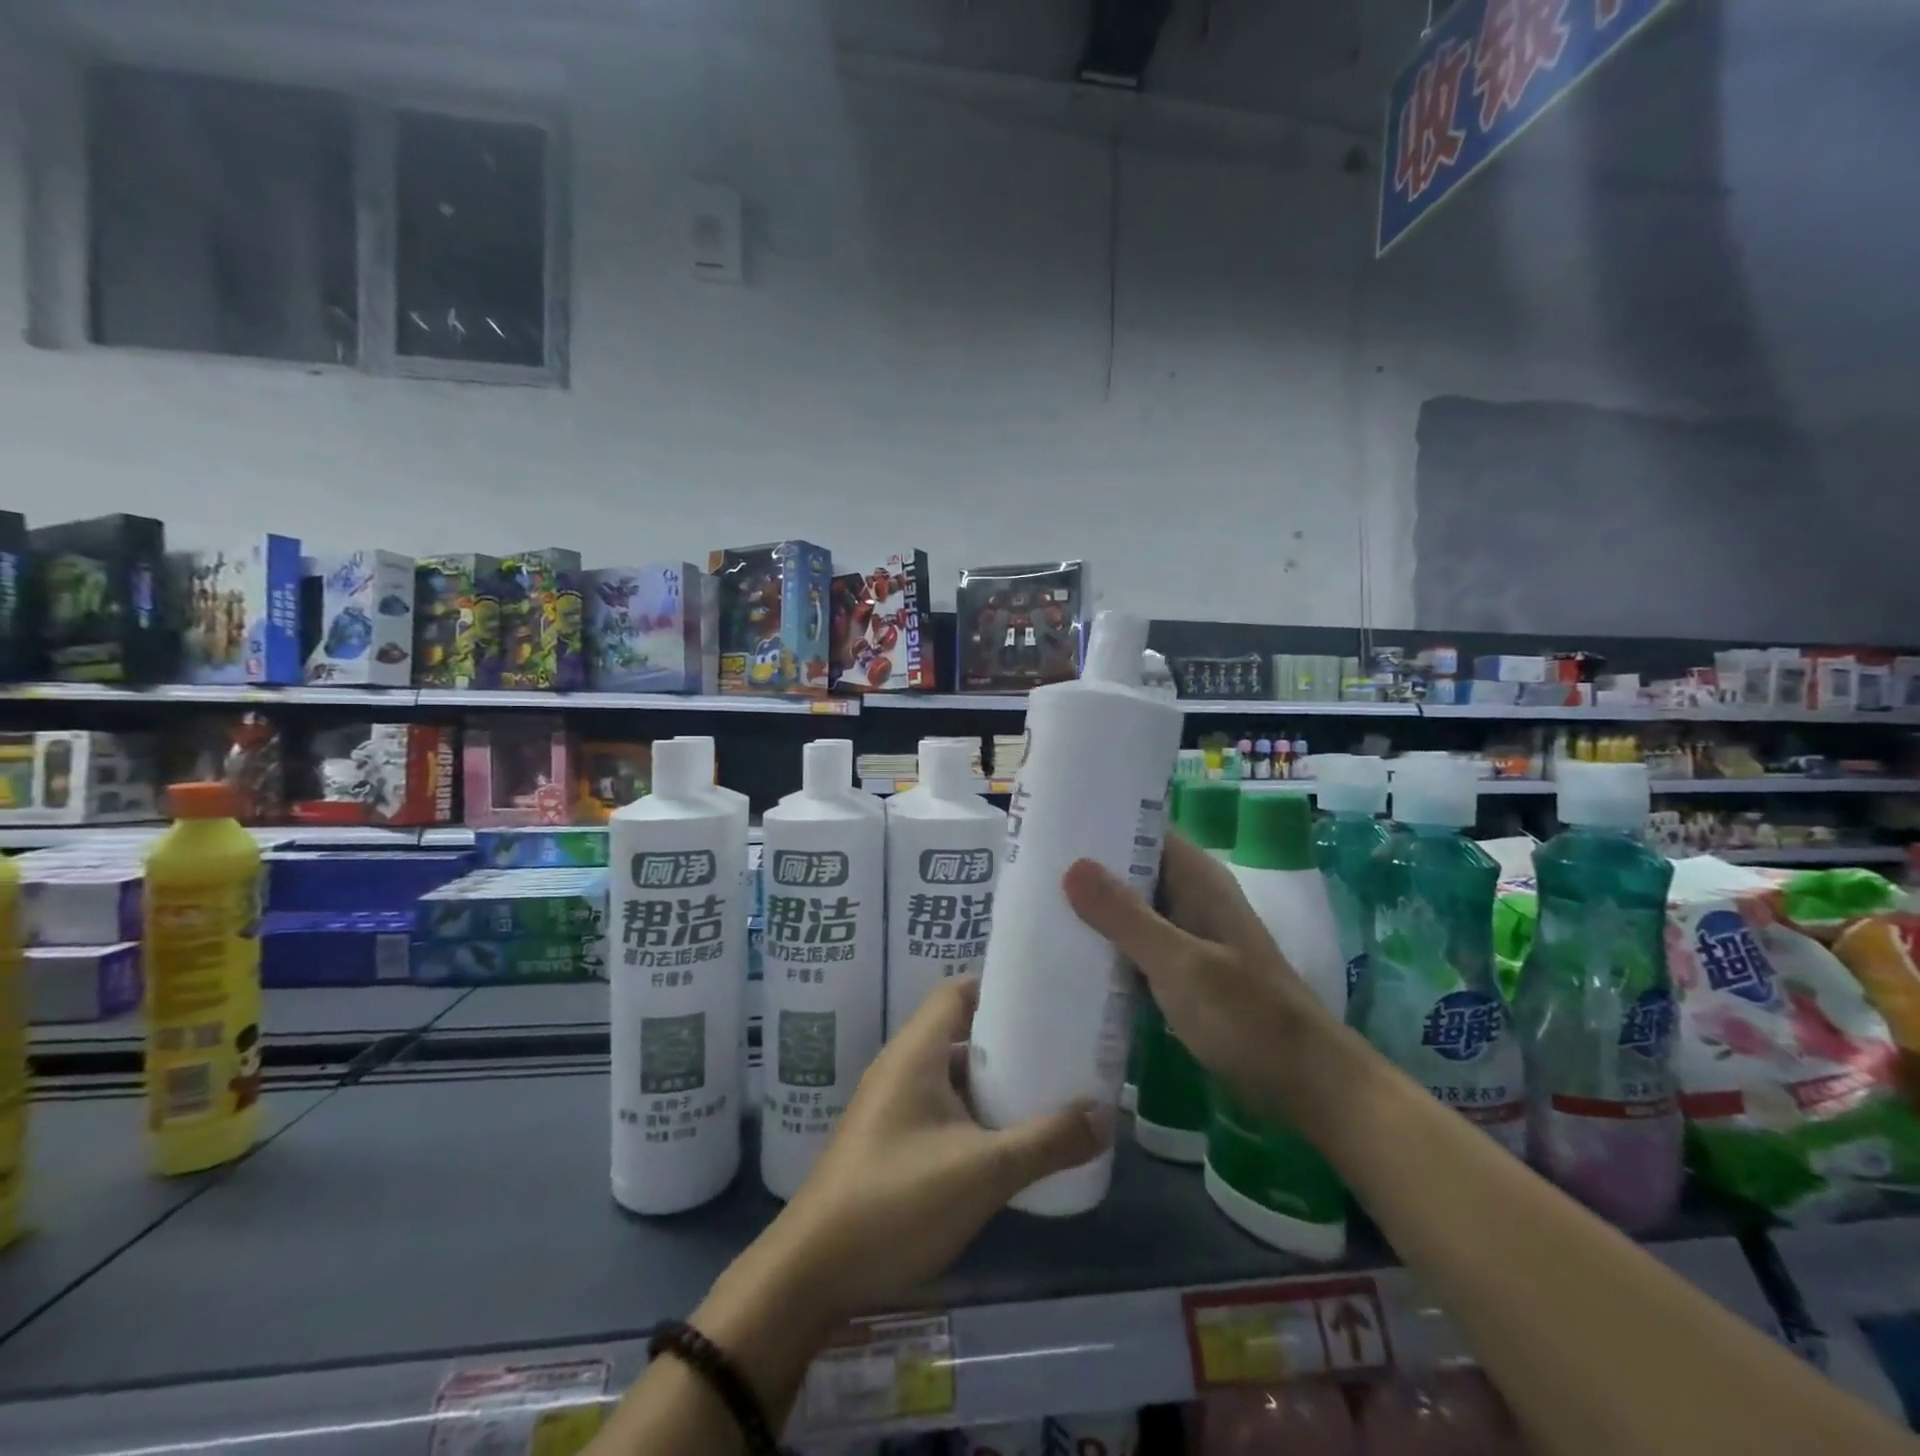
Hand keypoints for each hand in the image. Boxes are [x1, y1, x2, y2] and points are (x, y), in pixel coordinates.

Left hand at [754, 977, 1110, 1331]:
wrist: (813, 1270)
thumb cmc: (897, 1201)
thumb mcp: (984, 1171)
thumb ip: (1047, 1142)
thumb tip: (1105, 1116)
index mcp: (916, 1052)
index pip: (957, 992)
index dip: (999, 987)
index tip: (1046, 997)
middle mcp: (901, 1066)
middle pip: (959, 1030)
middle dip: (1007, 1037)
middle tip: (1059, 1046)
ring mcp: (891, 1104)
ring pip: (951, 1073)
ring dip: (992, 1079)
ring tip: (1044, 1089)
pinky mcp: (889, 1139)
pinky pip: (940, 1106)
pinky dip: (973, 1110)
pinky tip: (1006, 1139)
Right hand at [1062, 831, 1335, 1114]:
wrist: (1306, 1085)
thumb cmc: (1247, 1017)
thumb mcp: (1181, 965)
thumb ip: (1126, 917)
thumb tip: (1071, 866)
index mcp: (1197, 880)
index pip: (1144, 830)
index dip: (1100, 822)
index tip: (1049, 824)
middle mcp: (1191, 899)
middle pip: (1132, 869)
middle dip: (1085, 870)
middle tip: (1027, 869)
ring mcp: (1187, 937)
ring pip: (1131, 910)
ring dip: (1092, 911)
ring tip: (1034, 906)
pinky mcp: (1182, 973)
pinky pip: (1136, 946)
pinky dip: (1107, 947)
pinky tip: (1067, 956)